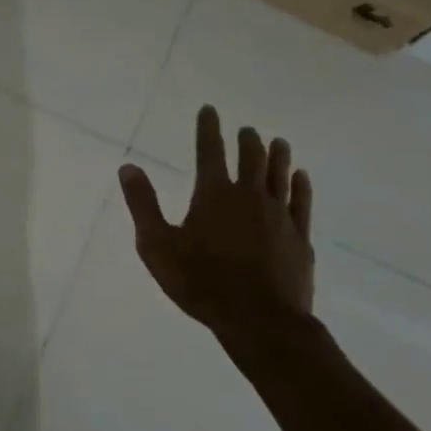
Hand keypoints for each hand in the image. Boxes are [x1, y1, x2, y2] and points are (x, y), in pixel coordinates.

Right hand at [117, 104, 318, 353]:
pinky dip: (301, 185)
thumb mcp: (157, 246)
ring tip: (278, 141)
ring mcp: (278, 216)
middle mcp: (249, 196)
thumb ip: (143, 204)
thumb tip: (128, 167)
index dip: (208, 128)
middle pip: (251, 158)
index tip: (210, 110)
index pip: (210, 151)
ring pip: (279, 175)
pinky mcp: (299, 237)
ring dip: (277, 156)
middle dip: (247, 141)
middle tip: (247, 130)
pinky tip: (302, 177)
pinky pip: (301, 202)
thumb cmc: (201, 283)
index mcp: (214, 195)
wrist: (260, 321)